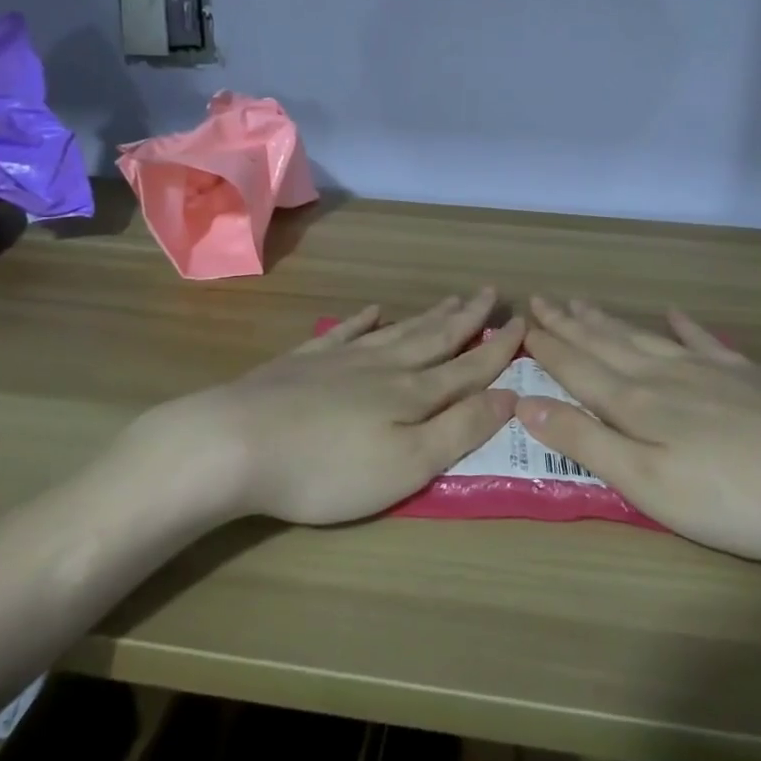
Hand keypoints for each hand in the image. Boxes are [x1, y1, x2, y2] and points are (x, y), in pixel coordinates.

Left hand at [130, 289, 523, 526]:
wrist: (237, 443)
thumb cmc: (329, 468)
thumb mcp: (408, 463)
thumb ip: (460, 428)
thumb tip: (508, 394)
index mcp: (413, 393)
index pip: (468, 366)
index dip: (498, 348)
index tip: (523, 322)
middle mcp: (383, 366)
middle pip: (435, 337)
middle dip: (467, 318)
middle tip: (491, 293)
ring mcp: (341, 358)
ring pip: (397, 331)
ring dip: (428, 316)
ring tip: (451, 299)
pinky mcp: (304, 361)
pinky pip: (344, 331)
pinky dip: (364, 320)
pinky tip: (373, 311)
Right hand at [517, 297, 760, 560]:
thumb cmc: (735, 495)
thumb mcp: (648, 482)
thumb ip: (586, 441)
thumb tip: (525, 403)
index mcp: (635, 403)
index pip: (577, 367)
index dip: (546, 347)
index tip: (520, 324)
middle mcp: (664, 375)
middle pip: (605, 343)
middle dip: (568, 324)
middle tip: (540, 299)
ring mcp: (708, 370)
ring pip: (643, 337)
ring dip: (608, 320)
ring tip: (582, 302)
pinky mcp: (747, 377)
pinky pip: (704, 340)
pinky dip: (684, 325)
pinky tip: (673, 312)